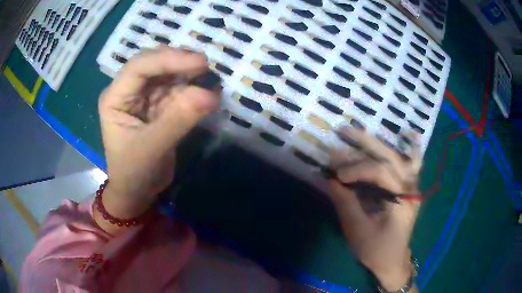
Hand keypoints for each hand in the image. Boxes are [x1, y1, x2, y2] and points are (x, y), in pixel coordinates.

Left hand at [97, 47, 219, 224]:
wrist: (137, 192)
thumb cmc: (134, 173)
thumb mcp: (151, 149)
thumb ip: (178, 120)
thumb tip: (211, 94)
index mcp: (115, 98)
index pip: (139, 67)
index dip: (168, 59)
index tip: (199, 63)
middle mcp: (128, 91)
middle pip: (153, 63)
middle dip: (179, 62)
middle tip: (206, 67)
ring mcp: (144, 96)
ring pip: (167, 73)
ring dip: (189, 74)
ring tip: (210, 79)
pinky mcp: (158, 104)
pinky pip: (177, 89)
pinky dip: (193, 89)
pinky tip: (208, 92)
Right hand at [329, 128, 420, 290]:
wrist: (393, 262)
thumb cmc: (376, 251)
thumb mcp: (358, 231)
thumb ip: (346, 203)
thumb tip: (331, 178)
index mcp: (403, 200)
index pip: (381, 172)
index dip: (357, 169)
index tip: (336, 175)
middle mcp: (411, 188)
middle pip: (391, 157)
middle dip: (366, 143)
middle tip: (343, 132)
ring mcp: (412, 187)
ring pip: (399, 156)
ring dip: (377, 144)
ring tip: (356, 132)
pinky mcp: (407, 189)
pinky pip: (411, 164)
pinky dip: (408, 149)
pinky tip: (407, 135)